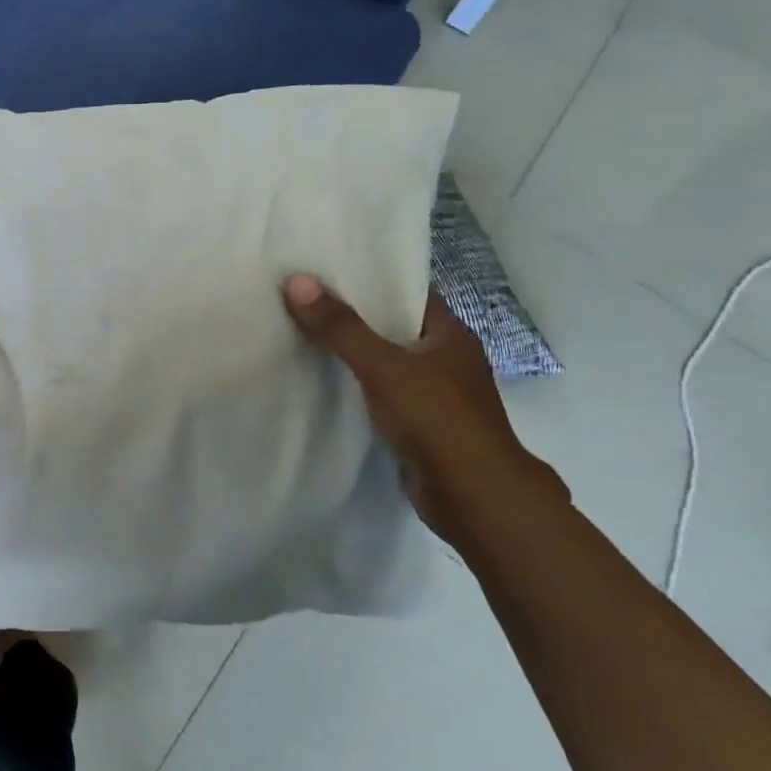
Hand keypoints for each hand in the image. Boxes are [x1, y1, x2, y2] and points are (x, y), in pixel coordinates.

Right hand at [281, 275, 564, 546]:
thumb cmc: (437, 420)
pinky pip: (384, 397)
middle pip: (394, 328)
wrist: (474, 498)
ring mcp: (437, 397)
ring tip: (304, 336)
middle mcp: (448, 360)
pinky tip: (325, 385)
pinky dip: (359, 390)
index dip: (370, 281)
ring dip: (355, 356)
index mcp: (451, 335)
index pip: (407, 294)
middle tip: (304, 301)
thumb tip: (296, 280)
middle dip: (354, 318)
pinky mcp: (422, 428)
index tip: (326, 272)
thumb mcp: (382, 366)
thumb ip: (340, 327)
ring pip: (388, 365)